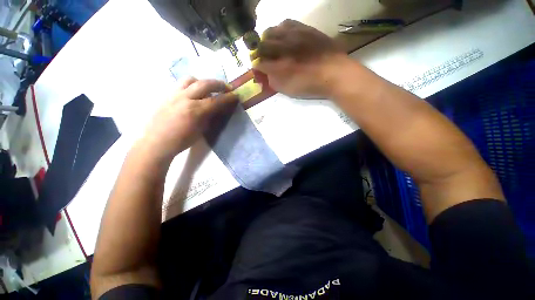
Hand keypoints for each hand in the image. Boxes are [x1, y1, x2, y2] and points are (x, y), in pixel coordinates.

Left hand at [140, 78, 237, 160]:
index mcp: (194, 111)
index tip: (235, 96)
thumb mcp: (198, 133)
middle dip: (218, 84)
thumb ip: (208, 118)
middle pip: (205, 84)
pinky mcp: (167, 95)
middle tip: (225, 88)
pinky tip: (190, 94)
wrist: (155, 143)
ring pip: (190, 79)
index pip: (216, 100)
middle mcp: (185, 98)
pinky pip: (180, 85)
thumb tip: (215, 109)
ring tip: (204, 88)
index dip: (228, 98)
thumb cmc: (178, 143)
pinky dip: (189, 86)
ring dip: (201, 81)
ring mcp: (174, 95)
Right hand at [250, 19, 348, 98]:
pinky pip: (287, 22)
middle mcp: (282, 47)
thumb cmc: (314, 85)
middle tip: (267, 55)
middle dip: (261, 51)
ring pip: (271, 31)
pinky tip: (288, 34)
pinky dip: (283, 28)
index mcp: (278, 65)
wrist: (339, 73)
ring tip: (276, 42)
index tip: (261, 67)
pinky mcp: (304, 28)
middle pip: (261, 44)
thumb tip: (265, 71)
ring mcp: (293, 35)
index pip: (258, 62)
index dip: (257, 65)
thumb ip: (273, 80)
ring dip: (269, 38)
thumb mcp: (289, 89)